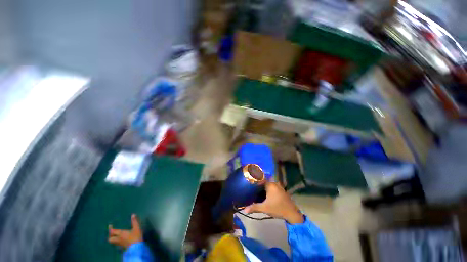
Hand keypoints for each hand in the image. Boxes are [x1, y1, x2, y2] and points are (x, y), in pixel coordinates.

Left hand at [108, 214, 142, 248]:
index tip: (110, 225)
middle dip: (109, 235)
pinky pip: (116, 243)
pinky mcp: (122, 246)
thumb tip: (133, 214)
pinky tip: (119, 239)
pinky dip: (116, 241)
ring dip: (112, 238)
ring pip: (112, 241)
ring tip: (114, 235)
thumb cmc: (136, 236)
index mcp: (120, 234)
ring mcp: (119, 243)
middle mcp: (118, 239)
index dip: (110, 229)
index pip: (112, 231)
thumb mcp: (137, 228)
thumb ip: (134, 221)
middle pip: (110, 238)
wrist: (137, 247)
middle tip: (111, 232)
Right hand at [244, 182, 303, 223]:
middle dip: (258, 186)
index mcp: (270, 185)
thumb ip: (254, 207)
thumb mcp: (265, 208)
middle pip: (264, 182)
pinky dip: (268, 190)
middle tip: (251, 189)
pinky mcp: (281, 190)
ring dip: (263, 188)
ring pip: (268, 185)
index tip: (249, 184)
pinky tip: (264, 195)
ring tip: (256, 192)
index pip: (260, 179)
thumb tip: (244, 210)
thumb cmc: (278, 208)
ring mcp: (279, 186)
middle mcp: (275, 183)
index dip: (254, 182)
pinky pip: (272, 187)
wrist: (292, 214)